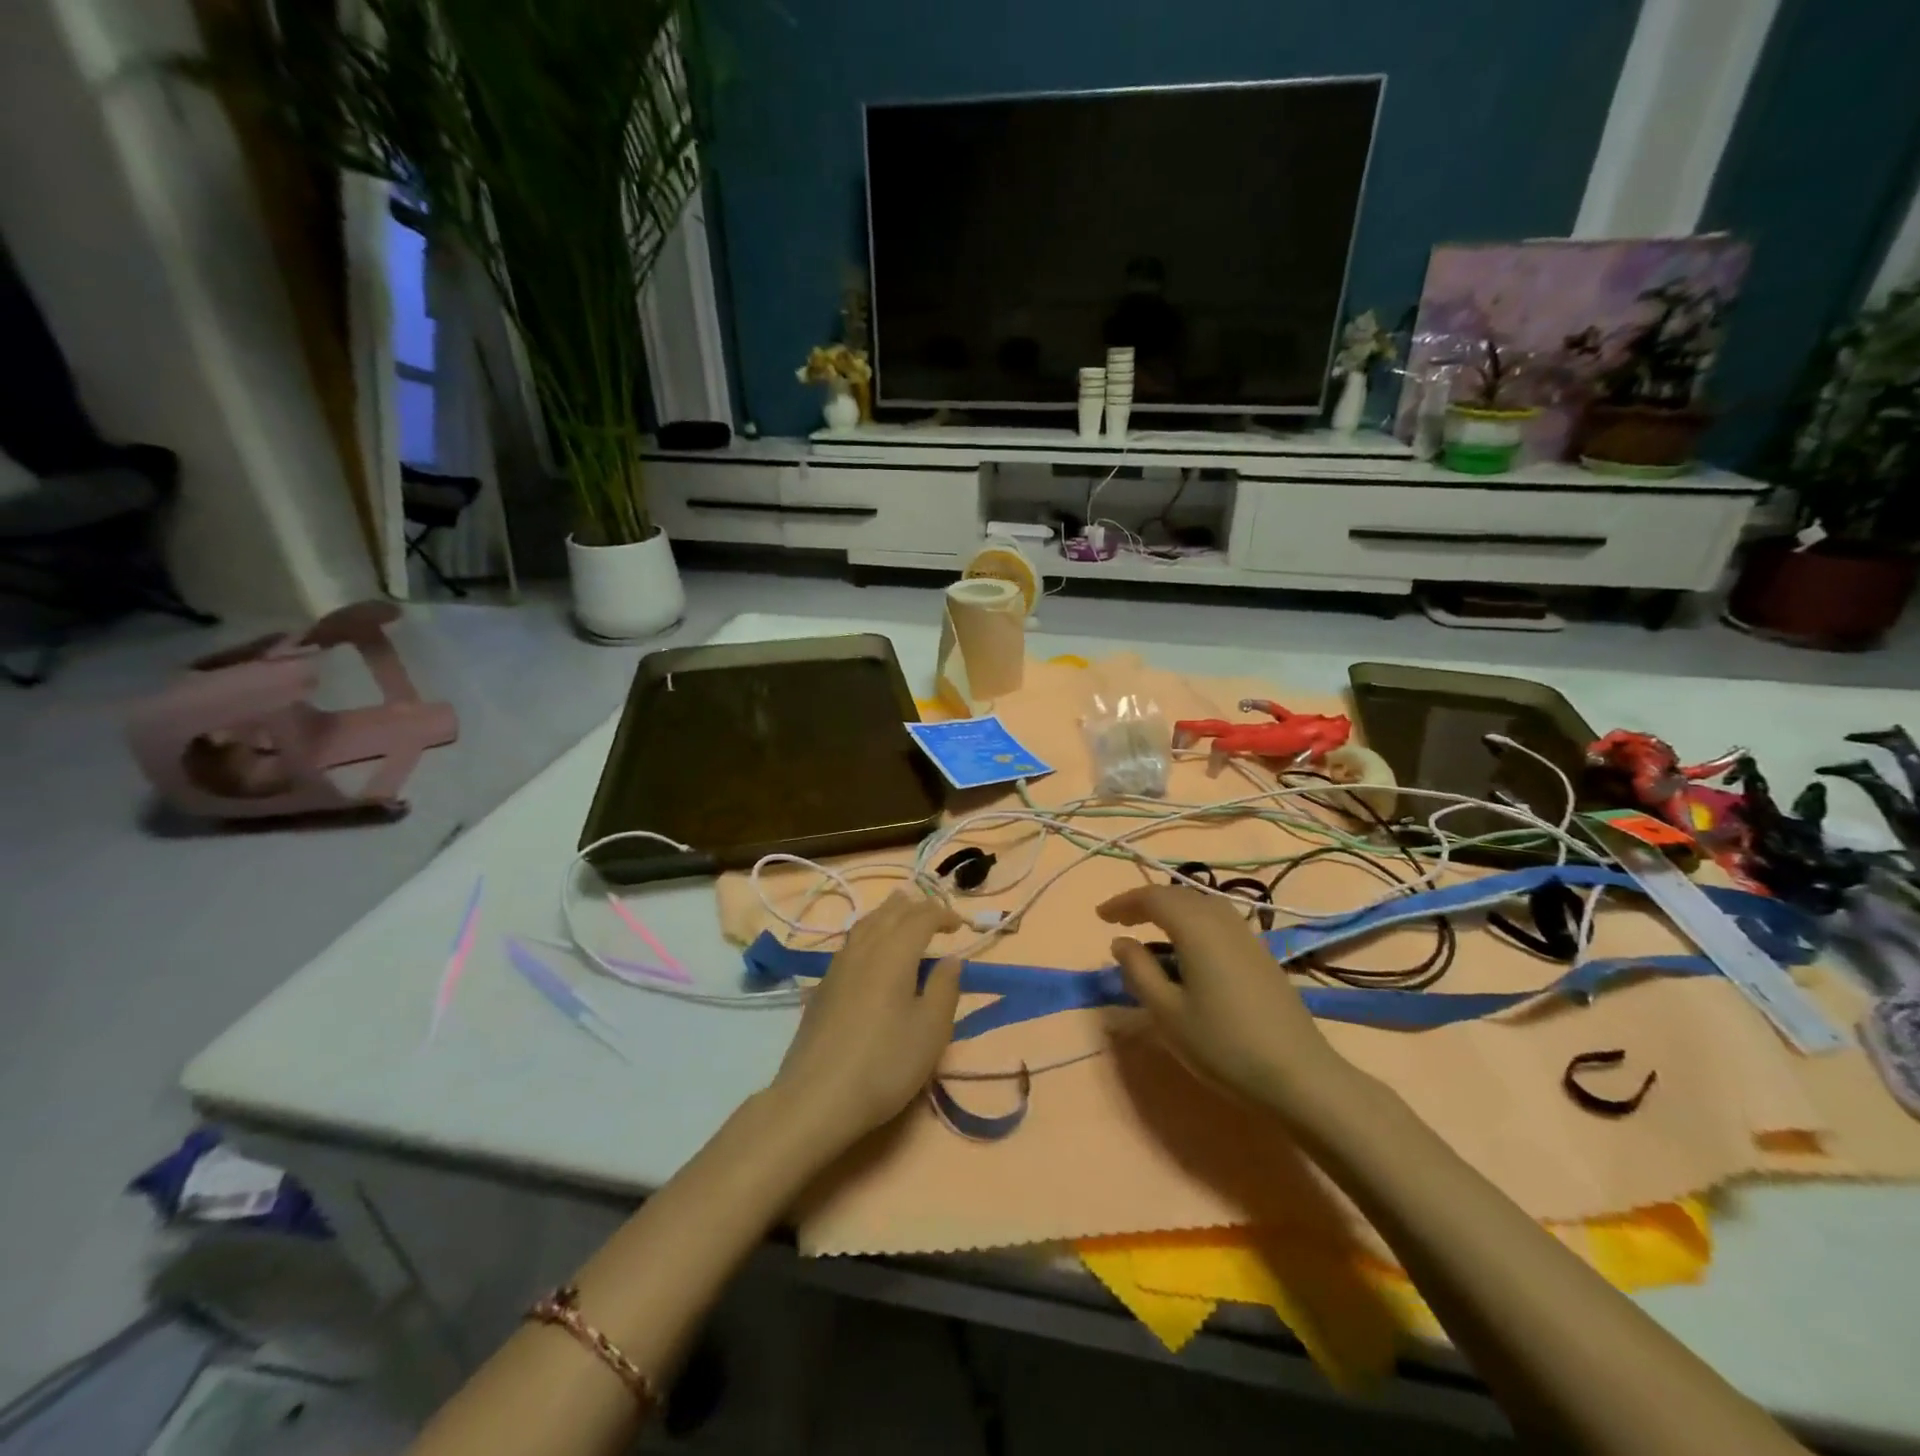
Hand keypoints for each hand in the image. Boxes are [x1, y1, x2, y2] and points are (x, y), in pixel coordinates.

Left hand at [770, 892, 963, 1153]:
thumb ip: (945, 988)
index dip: (942, 915)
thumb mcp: (931, 1030)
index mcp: (894, 953)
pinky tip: (871, 950)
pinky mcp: (823, 985)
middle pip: (889, 913)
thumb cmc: (885, 1064)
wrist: (817, 1097)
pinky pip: (851, 942)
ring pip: (866, 923)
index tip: (960, 926)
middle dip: (914, 907)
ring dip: (888, 914)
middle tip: (933, 914)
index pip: (921, 917)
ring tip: (902, 916)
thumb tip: (951, 958)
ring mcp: (838, 965)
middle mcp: (865, 948)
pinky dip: (869, 932)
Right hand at [1099, 885, 1346, 1110]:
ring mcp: (1246, 936)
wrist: (1299, 1076)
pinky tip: (1188, 950)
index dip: (1123, 902)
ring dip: (1171, 909)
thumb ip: (1139, 971)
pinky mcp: (1261, 954)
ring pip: (1201, 905)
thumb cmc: (1224, 1045)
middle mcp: (1222, 921)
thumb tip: (1121, 942)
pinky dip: (1193, 922)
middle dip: (1146, 902)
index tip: (1100, 916)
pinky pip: (1218, 920)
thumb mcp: (1168, 1013)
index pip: (1153, 898)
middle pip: (1178, 894)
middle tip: (1120, 921)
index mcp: (1196, 929)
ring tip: (1150, 931)